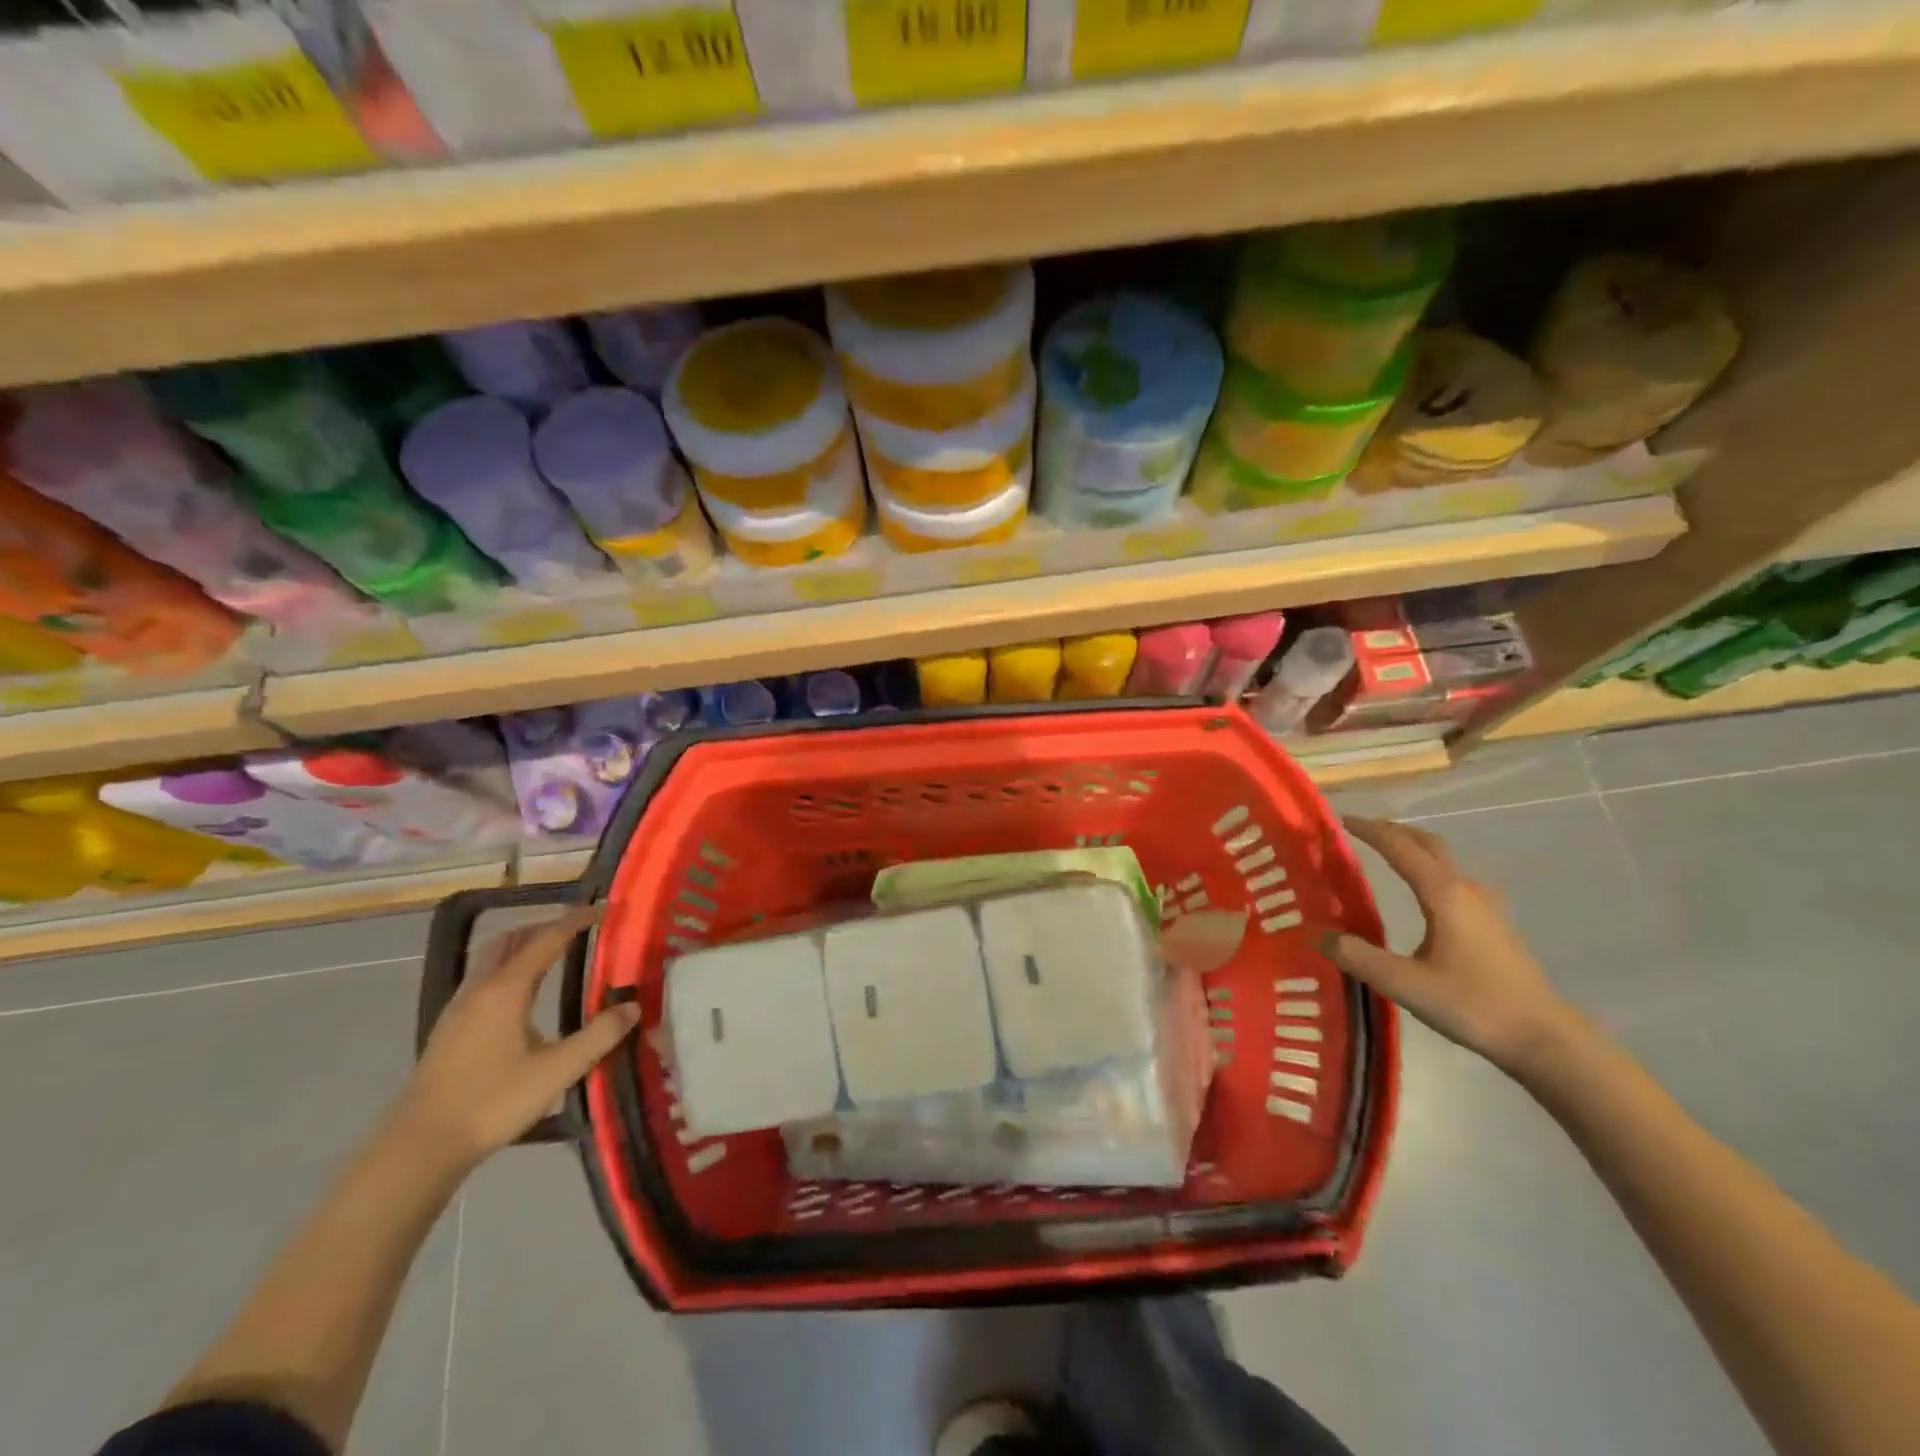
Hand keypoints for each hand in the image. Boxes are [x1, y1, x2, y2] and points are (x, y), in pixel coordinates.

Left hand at [395, 907, 640, 1169]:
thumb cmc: (493, 1102)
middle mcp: (480, 989)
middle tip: (577, 930)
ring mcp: (459, 1008)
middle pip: (511, 939)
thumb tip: (633, 1007)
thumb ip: (599, 1036)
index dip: (576, 920)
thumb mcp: (558, 1070)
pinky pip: (482, 979)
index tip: (603, 910)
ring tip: (553, 955)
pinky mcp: (449, 1029)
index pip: (546, 939)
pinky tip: (521, 995)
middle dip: (545, 927)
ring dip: (523, 946)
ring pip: (492, 959)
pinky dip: (507, 968)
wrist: (421, 1146)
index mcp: (506, 990)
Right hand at [1325, 817, 1586, 1076]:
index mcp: (1443, 894)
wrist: (1544, 1039)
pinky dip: (1427, 870)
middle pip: (1428, 844)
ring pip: (1444, 861)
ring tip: (1383, 855)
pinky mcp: (1493, 924)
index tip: (1339, 820)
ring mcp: (1485, 906)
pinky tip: (1418, 894)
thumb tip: (1318, 935)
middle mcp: (1465, 889)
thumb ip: (1358, 957)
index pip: (1400, 847)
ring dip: (1412, 849)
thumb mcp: (1404, 984)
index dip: (1369, 830)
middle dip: (1393, 831)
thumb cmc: (1473, 1005)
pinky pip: (1453, 880)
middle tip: (1359, 831)